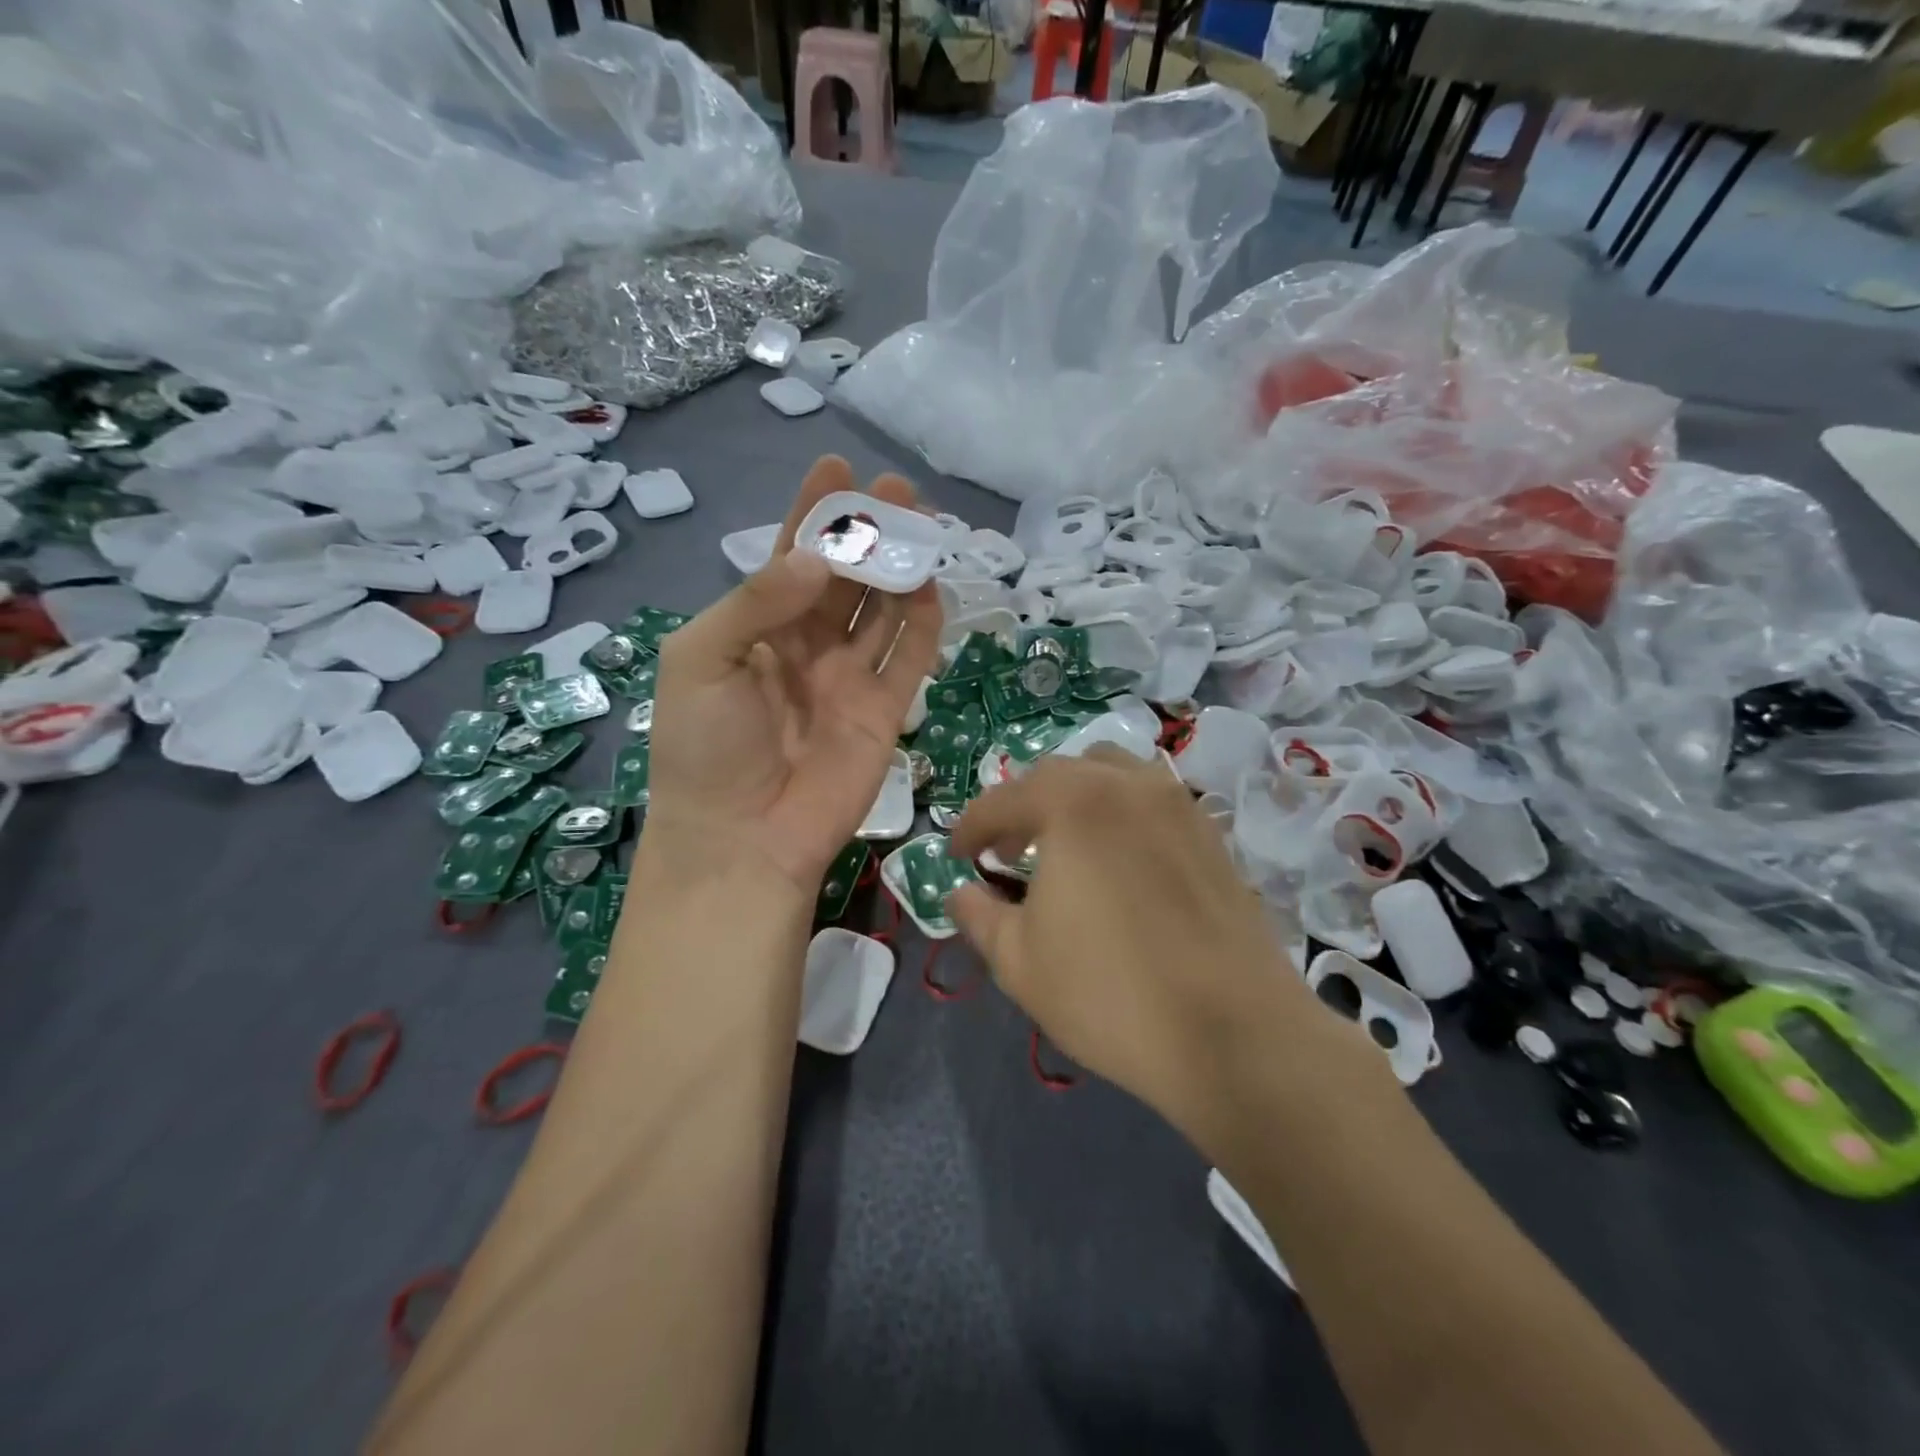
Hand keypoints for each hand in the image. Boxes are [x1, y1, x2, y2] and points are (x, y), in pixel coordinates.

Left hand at [646, 457, 941, 897]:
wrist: (740, 838)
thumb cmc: (704, 748)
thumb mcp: (702, 659)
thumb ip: (756, 602)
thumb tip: (817, 559)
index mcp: (756, 630)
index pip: (789, 559)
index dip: (812, 514)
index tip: (835, 466)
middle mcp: (806, 647)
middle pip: (844, 578)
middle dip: (868, 531)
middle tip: (897, 490)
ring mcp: (848, 680)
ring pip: (883, 611)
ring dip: (901, 568)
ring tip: (923, 526)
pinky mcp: (884, 712)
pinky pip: (909, 659)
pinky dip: (923, 624)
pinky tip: (932, 588)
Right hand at [949, 749, 1346, 1147]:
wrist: (1236, 1035)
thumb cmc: (1110, 994)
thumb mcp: (1019, 961)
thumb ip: (978, 915)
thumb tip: (959, 891)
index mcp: (1072, 802)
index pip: (1001, 801)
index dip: (970, 829)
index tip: (958, 857)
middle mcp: (1125, 784)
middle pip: (1057, 775)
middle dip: (1021, 808)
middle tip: (1005, 853)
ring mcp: (1176, 803)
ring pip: (1110, 773)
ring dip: (1074, 798)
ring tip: (1063, 845)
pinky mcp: (1210, 832)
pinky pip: (1151, 799)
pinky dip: (1119, 811)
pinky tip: (1117, 861)